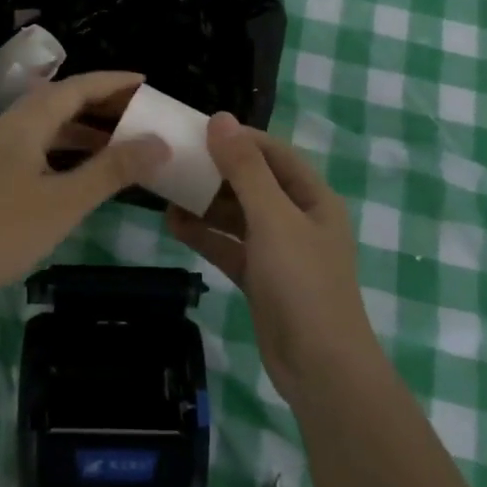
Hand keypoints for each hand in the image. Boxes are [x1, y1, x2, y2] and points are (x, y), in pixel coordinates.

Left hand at [0, 71, 168, 316]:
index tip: (146, 82)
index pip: (75, 87)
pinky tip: (80, 174)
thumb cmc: (2, 232)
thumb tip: (160, 142)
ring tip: (119, 143)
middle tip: (139, 113)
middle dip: (100, 103)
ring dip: (82, 130)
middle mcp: (7, 128)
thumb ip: (113, 170)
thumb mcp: (65, 201)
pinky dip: (64, 152)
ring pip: (46, 128)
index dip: (112, 82)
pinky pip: (35, 149)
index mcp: (24, 123)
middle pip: (59, 102)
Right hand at [167, 114, 374, 398]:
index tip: (197, 128)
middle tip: (173, 158)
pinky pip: (228, 246)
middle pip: (252, 182)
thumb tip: (220, 119)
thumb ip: (245, 169)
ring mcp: (278, 251)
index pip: (273, 153)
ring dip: (205, 203)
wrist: (320, 367)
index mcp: (312, 198)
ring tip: (165, 188)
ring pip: (236, 215)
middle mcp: (297, 219)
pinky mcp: (260, 278)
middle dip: (215, 170)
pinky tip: (172, 224)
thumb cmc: (302, 283)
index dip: (239, 138)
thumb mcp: (273, 218)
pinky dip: (204, 235)